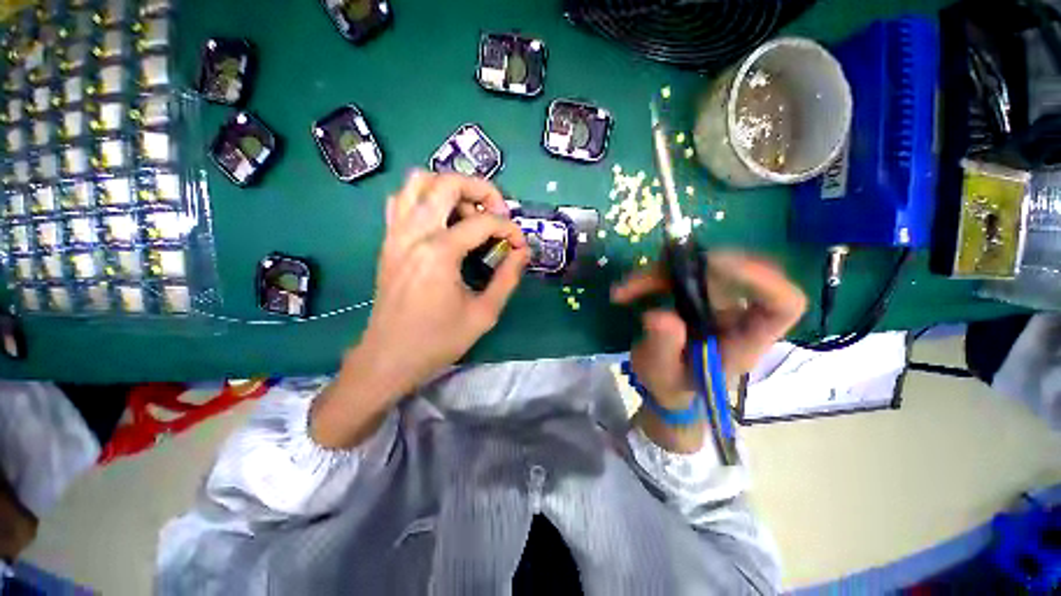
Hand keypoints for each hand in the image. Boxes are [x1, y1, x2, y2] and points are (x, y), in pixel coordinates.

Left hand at [312, 171, 527, 448]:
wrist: (389, 356)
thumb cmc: (438, 340)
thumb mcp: (484, 314)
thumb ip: (508, 278)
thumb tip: (524, 252)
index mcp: (439, 253)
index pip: (483, 222)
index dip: (510, 229)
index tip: (521, 245)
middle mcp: (414, 233)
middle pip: (447, 183)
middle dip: (481, 189)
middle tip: (498, 212)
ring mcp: (396, 233)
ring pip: (418, 182)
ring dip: (450, 188)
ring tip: (470, 212)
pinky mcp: (388, 240)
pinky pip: (403, 200)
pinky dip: (425, 198)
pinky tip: (441, 221)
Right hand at [611, 251, 806, 408]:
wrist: (667, 384)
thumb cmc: (672, 386)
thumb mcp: (663, 375)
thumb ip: (663, 348)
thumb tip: (659, 314)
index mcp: (746, 341)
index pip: (783, 305)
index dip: (760, 280)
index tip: (716, 265)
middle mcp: (738, 315)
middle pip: (735, 273)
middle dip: (691, 267)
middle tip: (654, 271)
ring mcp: (717, 302)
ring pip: (700, 268)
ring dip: (659, 273)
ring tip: (625, 290)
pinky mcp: (695, 295)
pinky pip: (677, 273)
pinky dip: (649, 278)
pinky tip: (624, 292)